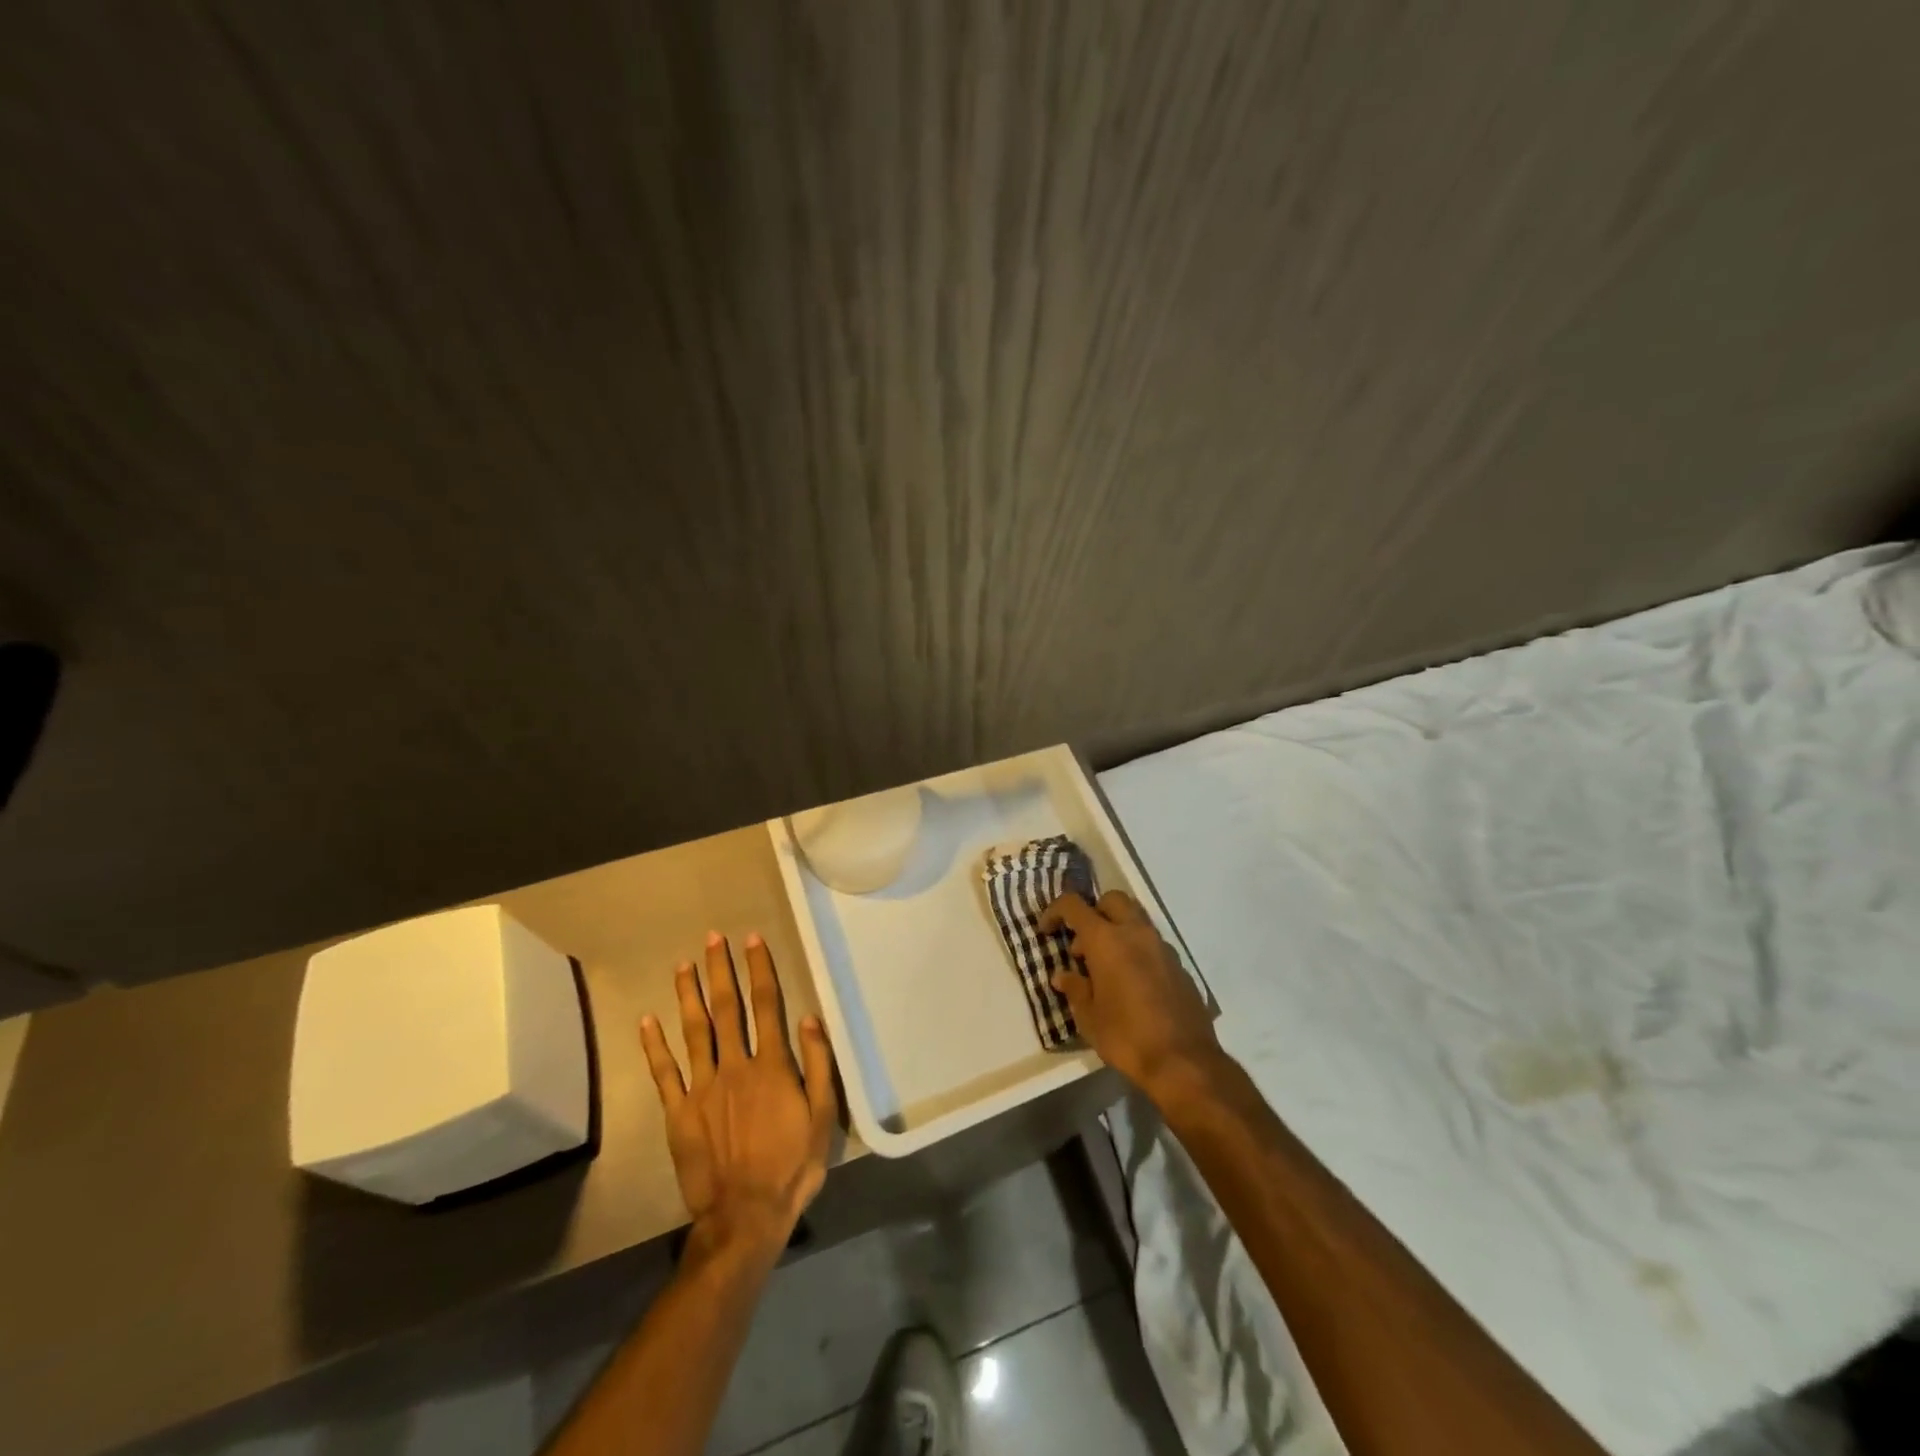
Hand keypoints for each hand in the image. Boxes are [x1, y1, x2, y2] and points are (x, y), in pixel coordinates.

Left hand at [640, 931, 838, 1262]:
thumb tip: (810, 1018)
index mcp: (771, 1065)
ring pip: (694, 1031)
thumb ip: (818, 1065)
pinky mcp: (679, 1113)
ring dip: (688, 995)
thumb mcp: (822, 1116)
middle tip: (712, 938)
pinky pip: (664, 1073)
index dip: (759, 969)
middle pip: (726, 1008)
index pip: (766, 1005)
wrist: (745, 1217)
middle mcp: (735, 1066)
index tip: (751, 940)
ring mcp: (703, 1088)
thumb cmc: (791, 1166)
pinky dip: (654, 1046)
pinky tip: (647, 1021)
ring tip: (683, 965)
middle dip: (720, 970)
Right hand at [1042, 890, 1221, 1101]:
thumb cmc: (1126, 1037)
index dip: (1055, 912)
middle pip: (1112, 900)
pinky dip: (1137, 950)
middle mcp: (1136, 934)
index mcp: (1106, 940)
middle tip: (1082, 944)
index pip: (1074, 906)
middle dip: (1094, 912)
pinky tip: (1132, 984)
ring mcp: (1162, 947)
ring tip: (1105, 967)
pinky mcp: (1179, 966)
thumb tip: (1063, 975)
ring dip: (1117, 930)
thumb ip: (1075, 989)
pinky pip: (1152, 944)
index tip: (1047, 930)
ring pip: (1136, 919)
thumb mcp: (1089, 1018)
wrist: (1184, 1062)